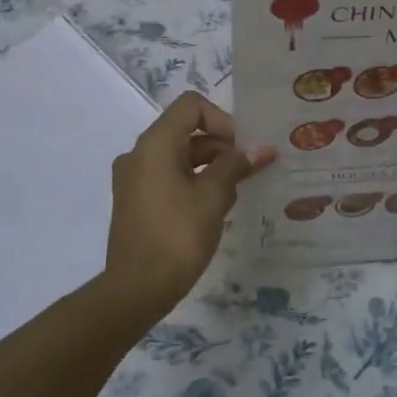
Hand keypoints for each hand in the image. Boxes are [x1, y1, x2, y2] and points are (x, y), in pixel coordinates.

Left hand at [103, 92, 274, 316]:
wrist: (136, 289)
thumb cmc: (177, 235)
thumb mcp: (214, 197)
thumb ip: (237, 166)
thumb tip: (262, 148)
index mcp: (155, 143)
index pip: (191, 106)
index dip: (222, 120)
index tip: (241, 149)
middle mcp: (139, 153)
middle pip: (185, 130)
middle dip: (221, 146)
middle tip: (248, 171)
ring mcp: (133, 178)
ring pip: (178, 156)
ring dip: (210, 166)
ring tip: (235, 193)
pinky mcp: (135, 201)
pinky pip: (168, 176)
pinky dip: (193, 181)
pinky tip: (214, 208)